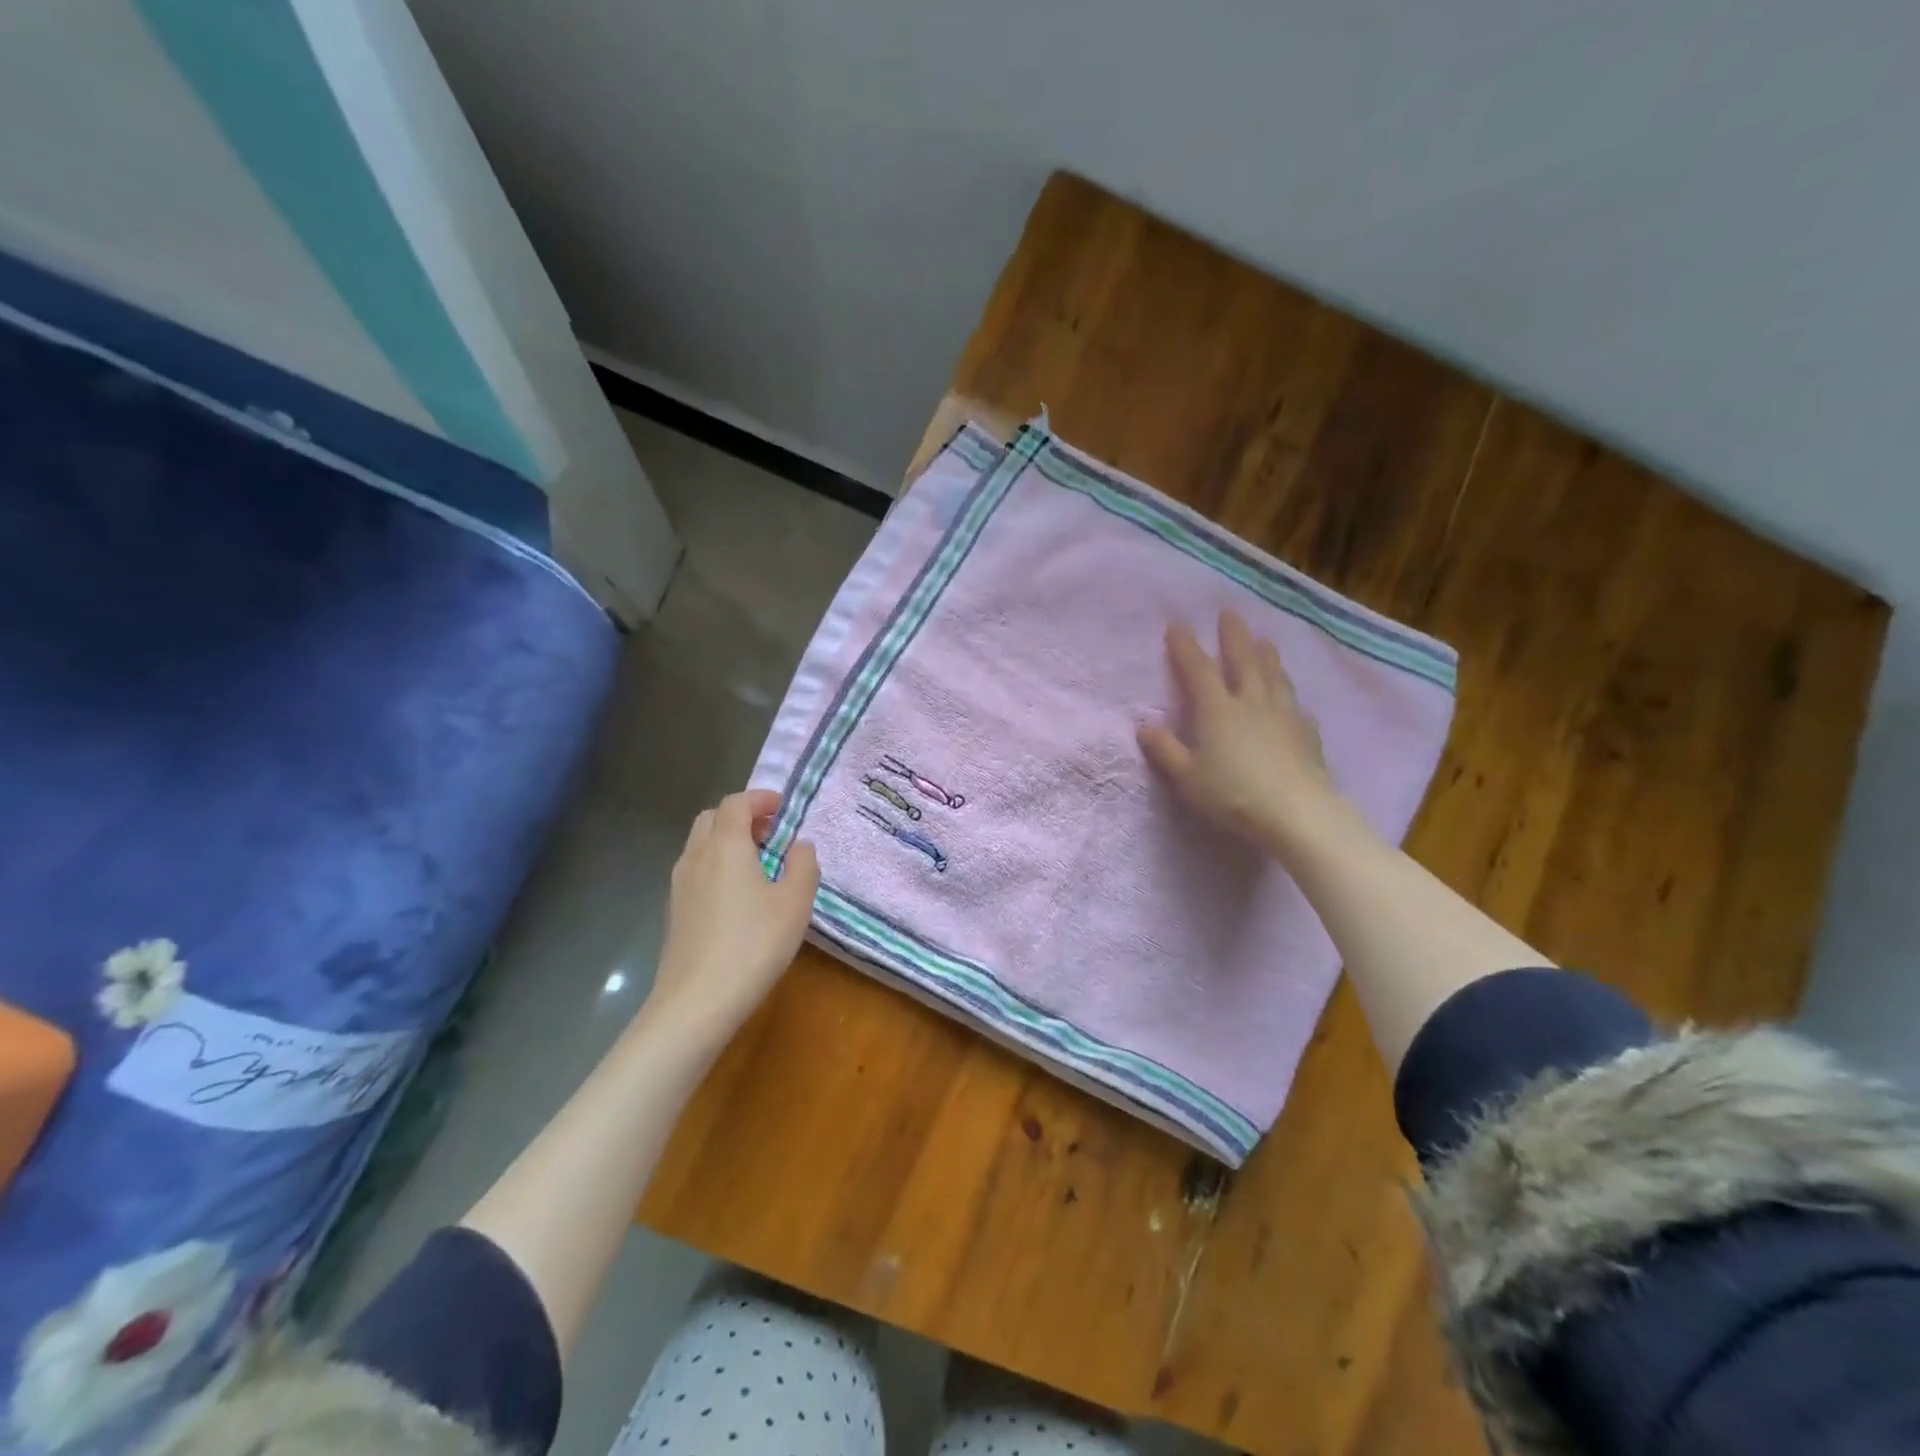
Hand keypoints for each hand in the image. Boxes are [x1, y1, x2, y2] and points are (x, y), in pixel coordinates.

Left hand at [647, 790, 819, 1033]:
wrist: (696, 1002)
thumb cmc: (753, 945)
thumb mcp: (795, 903)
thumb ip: (803, 865)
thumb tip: (800, 845)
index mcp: (725, 845)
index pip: (737, 802)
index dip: (761, 798)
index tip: (784, 809)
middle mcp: (696, 856)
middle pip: (713, 819)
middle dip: (743, 818)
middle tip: (772, 836)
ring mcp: (679, 884)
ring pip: (701, 845)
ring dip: (729, 843)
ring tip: (759, 867)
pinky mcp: (675, 910)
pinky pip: (696, 870)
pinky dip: (717, 866)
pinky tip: (739, 899)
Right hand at [1137, 610, 1358, 855]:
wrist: (1297, 813)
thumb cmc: (1233, 794)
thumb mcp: (1187, 777)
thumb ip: (1165, 750)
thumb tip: (1144, 725)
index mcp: (1218, 710)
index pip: (1198, 669)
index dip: (1185, 646)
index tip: (1177, 624)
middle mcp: (1251, 702)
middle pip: (1243, 660)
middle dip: (1233, 636)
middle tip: (1229, 612)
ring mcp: (1283, 715)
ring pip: (1274, 676)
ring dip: (1267, 655)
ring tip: (1264, 639)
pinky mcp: (1307, 734)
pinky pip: (1296, 705)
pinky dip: (1289, 696)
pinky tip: (1293, 700)